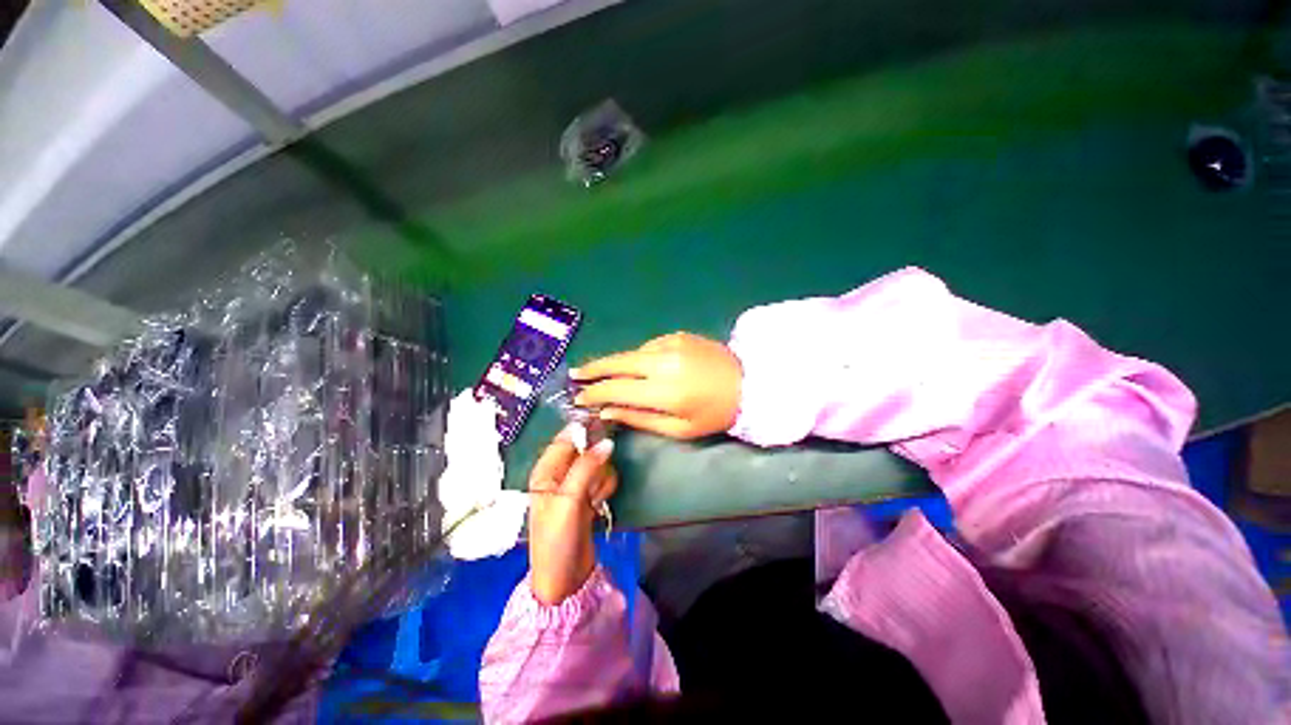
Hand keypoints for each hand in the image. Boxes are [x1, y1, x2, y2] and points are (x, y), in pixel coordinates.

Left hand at [527, 432, 617, 604]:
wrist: (565, 578)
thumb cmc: (557, 539)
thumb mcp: (569, 500)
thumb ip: (587, 467)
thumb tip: (607, 442)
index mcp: (546, 470)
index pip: (566, 438)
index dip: (584, 431)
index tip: (604, 427)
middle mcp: (559, 474)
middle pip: (587, 450)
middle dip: (596, 464)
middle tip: (592, 483)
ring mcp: (575, 485)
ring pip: (599, 464)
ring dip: (601, 479)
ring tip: (593, 499)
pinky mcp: (587, 495)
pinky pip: (603, 479)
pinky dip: (604, 489)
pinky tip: (597, 504)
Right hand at [572, 333, 742, 439]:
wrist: (749, 383)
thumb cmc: (714, 414)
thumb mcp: (678, 428)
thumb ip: (640, 418)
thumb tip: (607, 409)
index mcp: (664, 391)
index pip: (616, 389)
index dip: (594, 393)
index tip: (579, 397)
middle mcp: (663, 362)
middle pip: (617, 362)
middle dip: (593, 369)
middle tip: (575, 374)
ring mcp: (671, 344)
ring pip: (631, 352)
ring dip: (616, 363)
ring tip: (605, 374)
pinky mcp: (678, 336)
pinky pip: (648, 346)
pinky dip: (639, 357)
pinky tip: (640, 367)